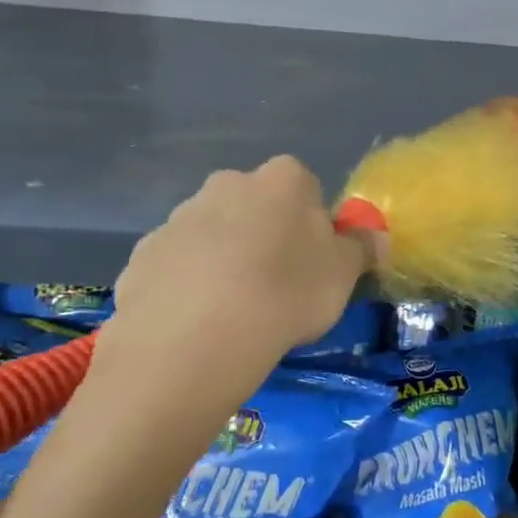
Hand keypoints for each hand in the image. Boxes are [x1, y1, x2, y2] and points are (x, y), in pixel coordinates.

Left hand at [100, 157, 373, 377]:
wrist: (196, 336)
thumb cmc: (287, 293)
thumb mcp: (344, 275)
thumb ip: (361, 249)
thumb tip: (374, 237)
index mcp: (282, 180)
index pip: (306, 188)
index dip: (313, 224)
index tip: (314, 262)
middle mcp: (227, 184)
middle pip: (255, 206)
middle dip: (265, 236)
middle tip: (276, 286)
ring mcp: (179, 217)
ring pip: (214, 234)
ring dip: (226, 260)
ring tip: (236, 312)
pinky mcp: (144, 254)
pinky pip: (178, 265)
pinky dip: (189, 285)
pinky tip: (200, 322)